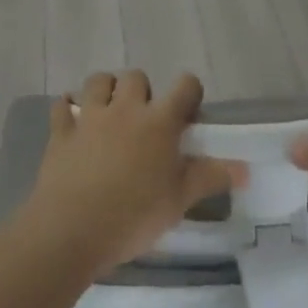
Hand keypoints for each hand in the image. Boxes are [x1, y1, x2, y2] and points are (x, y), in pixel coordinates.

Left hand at [24, 71, 245, 278]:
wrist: (71, 231)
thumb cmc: (133, 216)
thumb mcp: (179, 201)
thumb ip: (210, 178)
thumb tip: (246, 169)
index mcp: (159, 121)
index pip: (185, 86)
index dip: (190, 93)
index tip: (188, 114)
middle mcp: (126, 108)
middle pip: (136, 77)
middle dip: (142, 91)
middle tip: (145, 121)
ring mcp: (90, 117)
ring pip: (98, 80)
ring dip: (105, 90)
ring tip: (109, 113)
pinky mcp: (61, 131)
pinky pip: (62, 106)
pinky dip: (67, 108)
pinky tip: (72, 121)